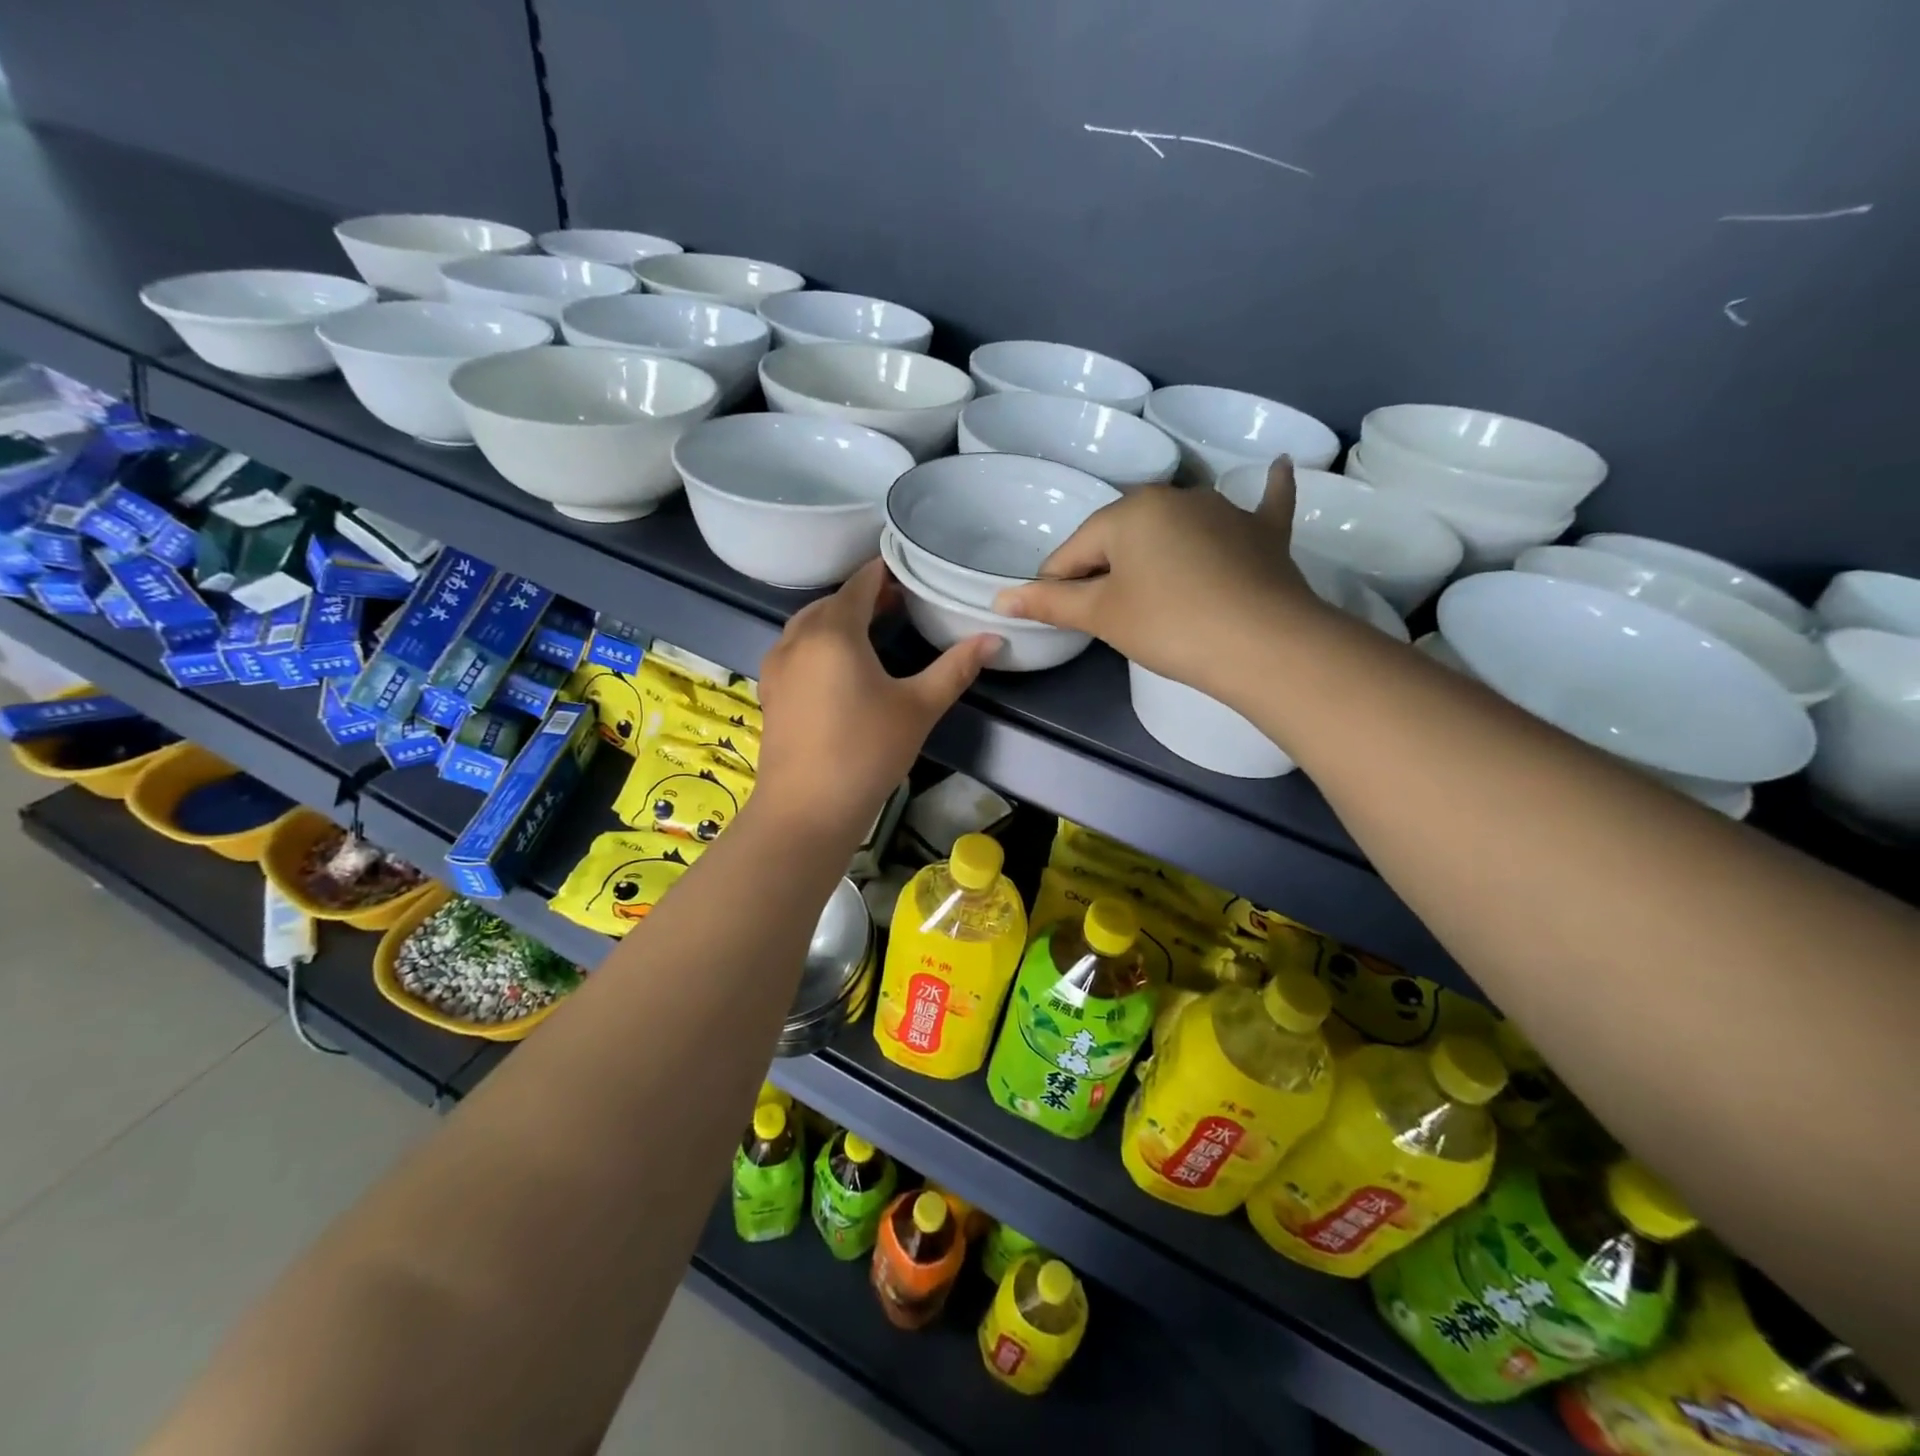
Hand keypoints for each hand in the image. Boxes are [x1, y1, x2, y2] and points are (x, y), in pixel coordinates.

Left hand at [754, 558, 998, 837]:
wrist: (806, 810)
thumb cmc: (867, 752)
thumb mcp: (918, 708)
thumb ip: (955, 668)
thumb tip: (994, 638)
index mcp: (833, 632)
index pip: (859, 585)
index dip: (884, 573)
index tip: (910, 570)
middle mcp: (797, 638)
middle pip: (832, 602)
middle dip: (864, 597)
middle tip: (900, 602)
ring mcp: (778, 666)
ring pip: (809, 625)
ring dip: (839, 619)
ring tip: (872, 630)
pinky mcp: (771, 691)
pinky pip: (796, 649)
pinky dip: (820, 642)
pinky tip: (840, 666)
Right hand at [992, 458, 1328, 695]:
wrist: (1264, 644)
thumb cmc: (1170, 625)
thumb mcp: (1103, 616)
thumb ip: (1051, 603)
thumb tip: (999, 599)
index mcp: (1129, 512)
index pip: (1073, 551)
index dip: (1059, 586)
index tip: (1063, 618)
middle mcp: (1175, 497)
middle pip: (1121, 537)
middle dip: (1107, 571)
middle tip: (1112, 617)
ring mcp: (1225, 511)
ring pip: (1174, 530)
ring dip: (1158, 552)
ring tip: (1158, 594)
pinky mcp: (1264, 533)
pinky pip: (1260, 507)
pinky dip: (1264, 494)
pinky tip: (1276, 470)